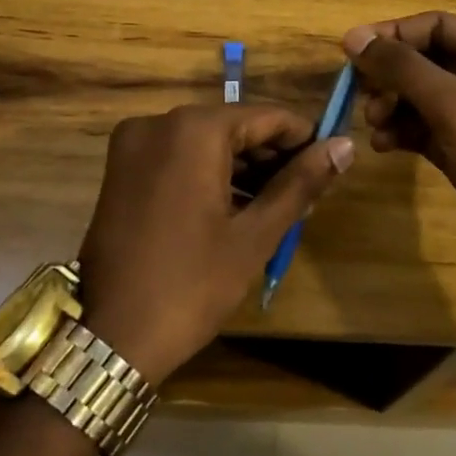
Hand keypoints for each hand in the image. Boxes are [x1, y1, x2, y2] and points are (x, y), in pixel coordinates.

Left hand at [74, 103, 353, 381]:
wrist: (110, 337)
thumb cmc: (191, 284)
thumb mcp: (255, 234)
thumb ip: (300, 183)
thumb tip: (345, 146)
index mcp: (193, 129)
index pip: (267, 117)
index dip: (304, 138)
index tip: (331, 165)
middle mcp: (159, 122)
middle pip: (235, 127)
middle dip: (273, 157)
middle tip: (308, 193)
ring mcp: (134, 144)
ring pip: (207, 142)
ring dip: (244, 168)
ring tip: (279, 204)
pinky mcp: (122, 169)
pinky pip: (180, 157)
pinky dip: (211, 174)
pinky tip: (238, 206)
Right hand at [343, 12, 455, 303]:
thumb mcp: (455, 107)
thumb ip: (403, 68)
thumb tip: (353, 36)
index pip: (439, 26)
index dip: (392, 36)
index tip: (348, 53)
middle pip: (430, 60)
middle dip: (393, 77)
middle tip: (359, 97)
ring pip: (427, 96)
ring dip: (395, 106)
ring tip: (372, 125)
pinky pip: (431, 128)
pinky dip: (406, 132)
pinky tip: (384, 146)